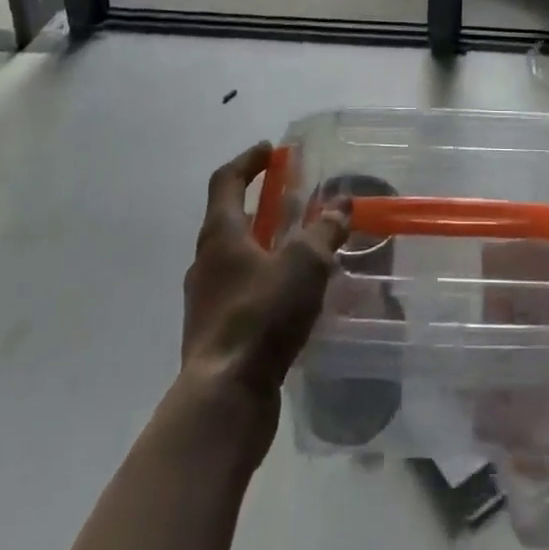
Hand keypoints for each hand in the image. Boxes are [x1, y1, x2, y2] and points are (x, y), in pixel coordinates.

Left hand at [182, 142, 349, 403]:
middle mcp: (206, 263)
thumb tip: (341, 204)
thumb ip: (324, 230)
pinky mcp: (217, 335)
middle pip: (230, 220)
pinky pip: (244, 294)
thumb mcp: (304, 263)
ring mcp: (208, 302)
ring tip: (303, 250)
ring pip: (238, 260)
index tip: (270, 150)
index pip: (226, 181)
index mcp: (220, 235)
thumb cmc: (261, 315)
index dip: (248, 161)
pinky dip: (267, 283)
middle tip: (294, 201)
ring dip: (267, 248)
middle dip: (262, 207)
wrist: (225, 399)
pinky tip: (296, 298)